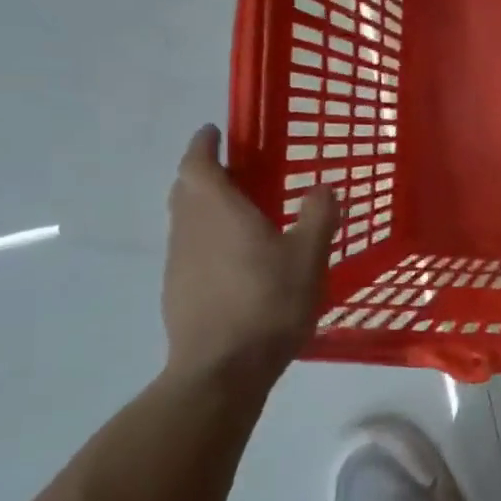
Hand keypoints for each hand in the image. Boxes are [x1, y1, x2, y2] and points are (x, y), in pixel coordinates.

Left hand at [162, 125, 338, 384]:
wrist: (221, 368)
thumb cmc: (268, 302)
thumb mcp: (309, 256)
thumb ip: (318, 216)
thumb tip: (322, 187)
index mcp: (218, 211)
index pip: (198, 163)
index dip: (204, 144)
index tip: (215, 131)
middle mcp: (189, 229)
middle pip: (186, 189)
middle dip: (205, 173)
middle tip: (237, 170)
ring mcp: (179, 262)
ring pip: (186, 220)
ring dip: (206, 207)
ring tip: (242, 214)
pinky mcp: (177, 291)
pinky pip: (191, 249)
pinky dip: (208, 239)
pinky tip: (237, 261)